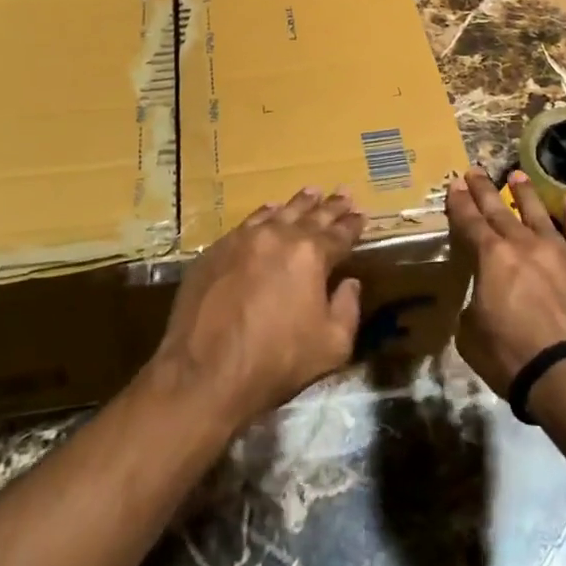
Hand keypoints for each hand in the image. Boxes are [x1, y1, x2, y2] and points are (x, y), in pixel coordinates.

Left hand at [150, 186, 364, 428]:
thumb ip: (347, 309)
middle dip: (330, 206)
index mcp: (311, 254)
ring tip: (311, 192)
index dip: (353, 224)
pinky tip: (269, 211)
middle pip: (311, 215)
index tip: (361, 215)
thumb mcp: (331, 345)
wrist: (204, 373)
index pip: (339, 233)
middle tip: (343, 193)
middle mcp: (278, 236)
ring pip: (278, 213)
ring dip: (298, 204)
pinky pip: (247, 223)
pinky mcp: (216, 250)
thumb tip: (349, 283)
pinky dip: (264, 214)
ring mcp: (243, 239)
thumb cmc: (275, 362)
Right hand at [446, 167, 565, 395]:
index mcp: (492, 259)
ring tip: (516, 175)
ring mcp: (562, 251)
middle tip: (475, 170)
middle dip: (485, 190)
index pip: (470, 223)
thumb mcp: (472, 338)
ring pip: (540, 213)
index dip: (460, 203)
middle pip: (501, 211)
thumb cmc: (515, 359)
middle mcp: (525, 245)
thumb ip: (474, 309)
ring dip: (526, 193)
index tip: (455, 183)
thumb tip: (482, 301)